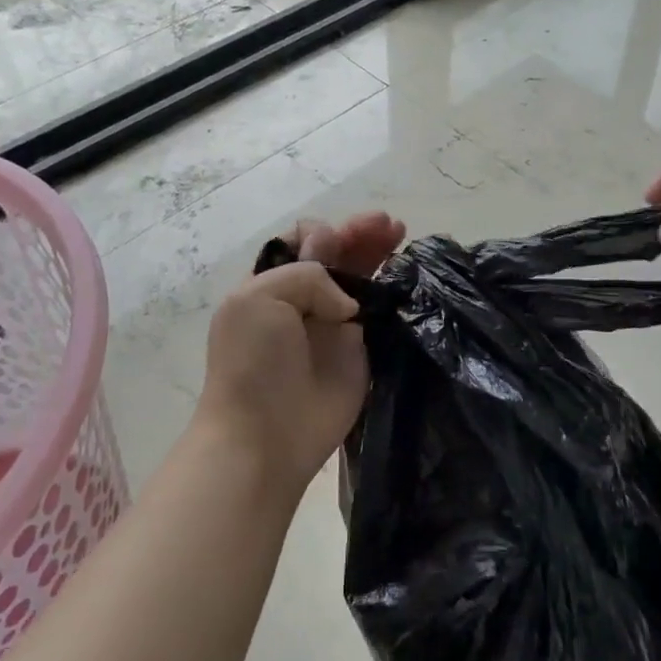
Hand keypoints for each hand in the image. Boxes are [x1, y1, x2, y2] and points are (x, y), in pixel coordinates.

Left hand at [197, 213, 404, 490]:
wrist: (266, 435)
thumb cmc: (253, 363)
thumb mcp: (258, 298)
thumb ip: (306, 276)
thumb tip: (347, 302)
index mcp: (271, 282)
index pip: (301, 241)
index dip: (321, 234)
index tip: (334, 245)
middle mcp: (303, 299)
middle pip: (337, 254)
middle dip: (360, 233)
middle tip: (388, 225)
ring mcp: (333, 324)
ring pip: (361, 276)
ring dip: (378, 251)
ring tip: (399, 231)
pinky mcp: (360, 349)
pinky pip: (380, 311)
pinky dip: (393, 289)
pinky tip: (406, 273)